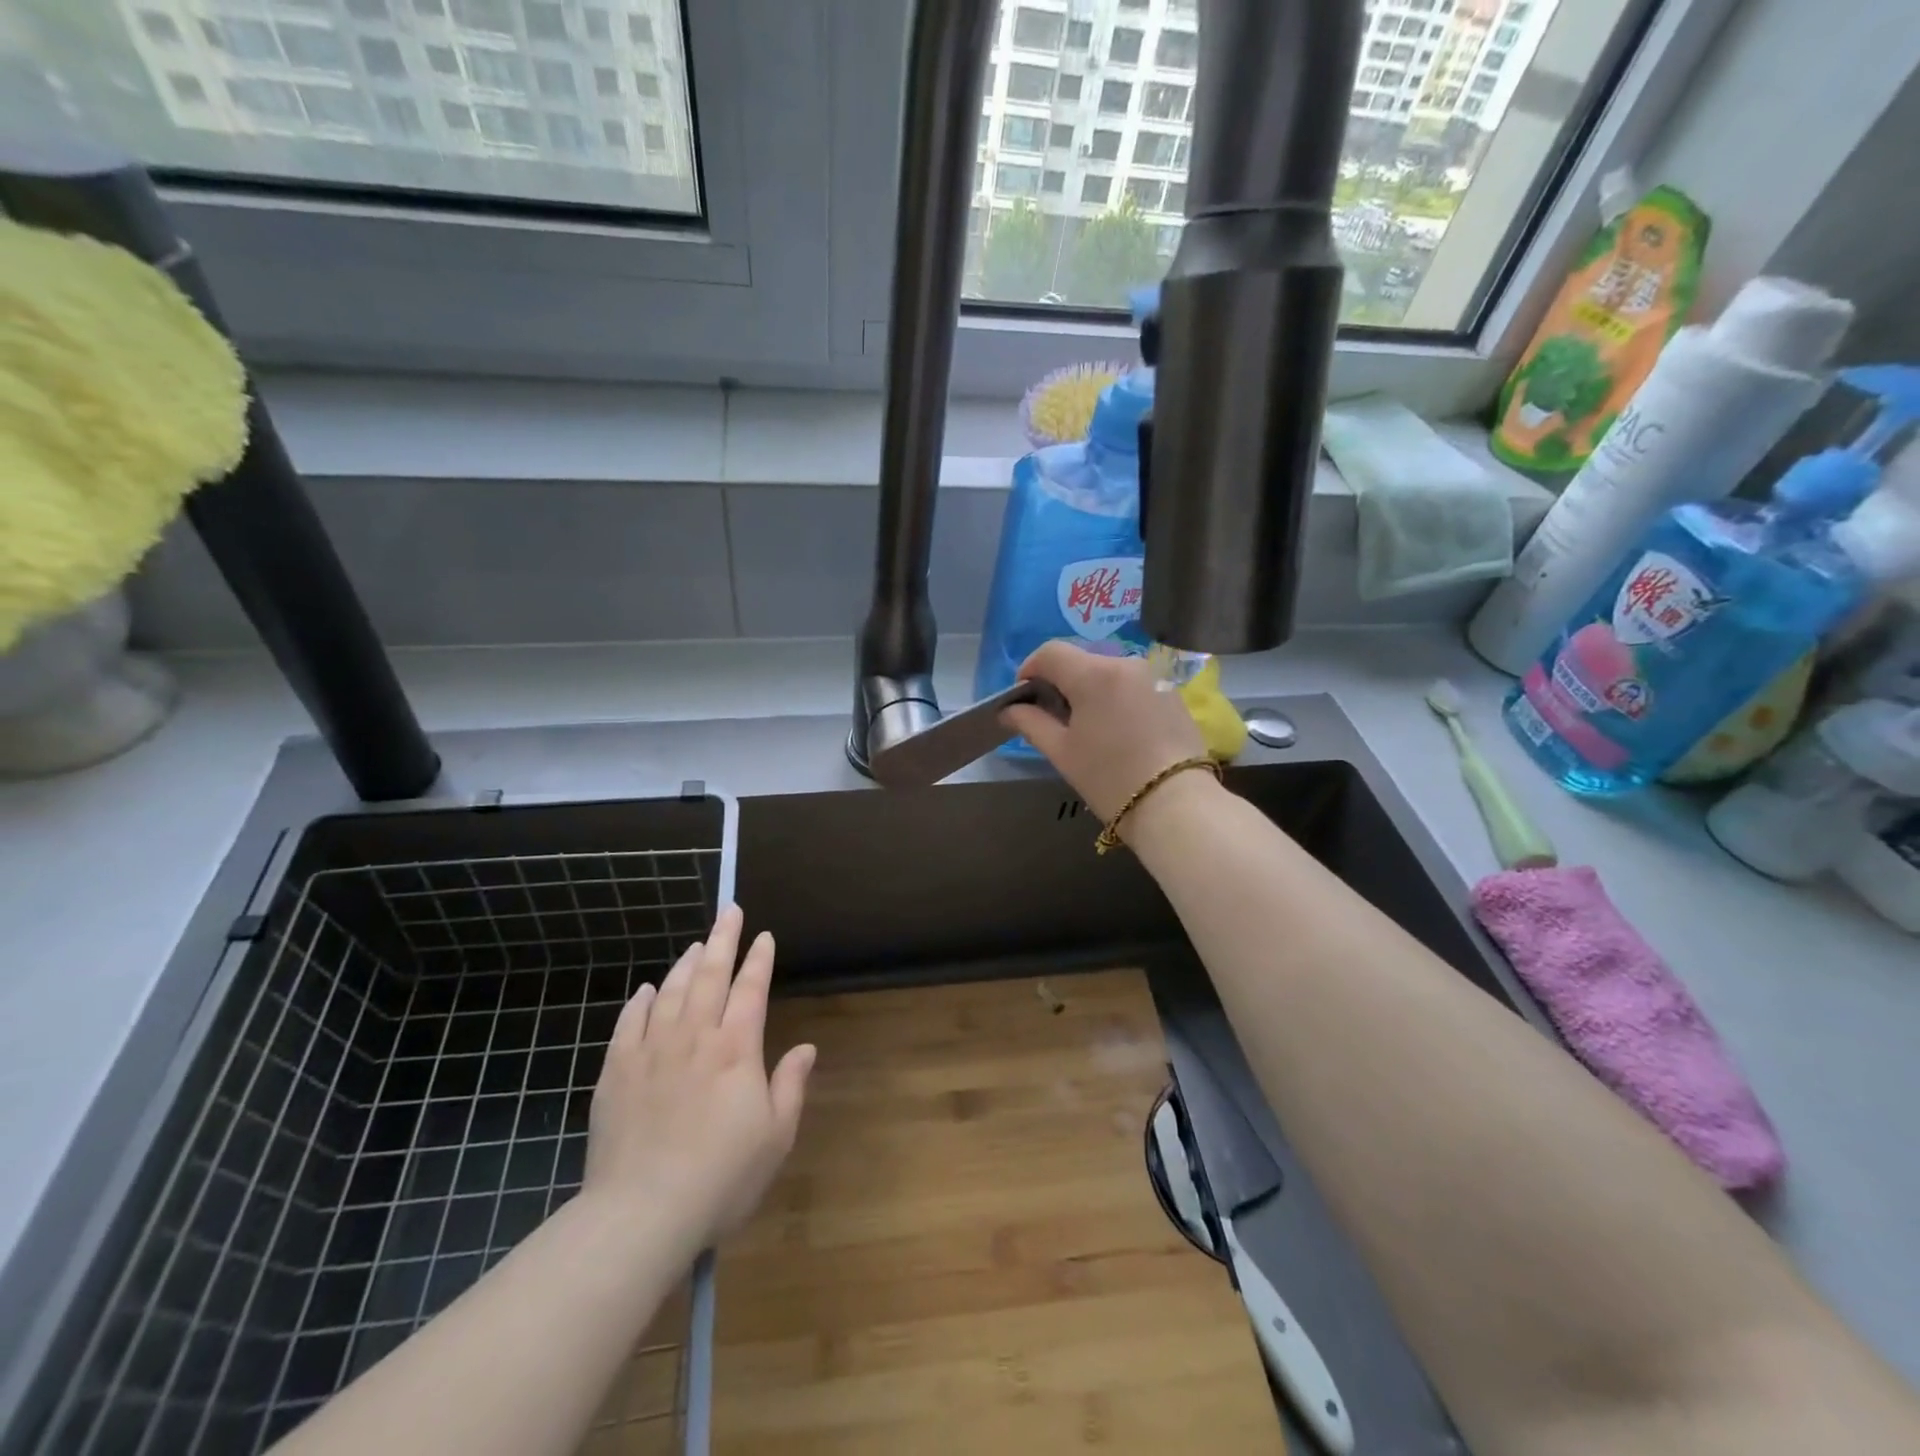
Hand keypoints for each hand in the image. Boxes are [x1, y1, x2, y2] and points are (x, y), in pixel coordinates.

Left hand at [583, 905, 814, 1253]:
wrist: (641, 1214)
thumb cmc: (721, 1177)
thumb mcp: (775, 1137)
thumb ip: (791, 1085)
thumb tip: (806, 1047)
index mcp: (736, 1049)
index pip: (751, 990)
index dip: (759, 960)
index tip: (764, 936)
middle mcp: (695, 1037)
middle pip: (710, 975)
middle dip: (723, 940)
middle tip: (730, 911)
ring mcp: (651, 1051)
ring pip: (670, 992)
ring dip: (685, 964)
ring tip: (696, 944)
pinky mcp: (615, 1072)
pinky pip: (629, 1023)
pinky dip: (641, 1001)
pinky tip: (647, 990)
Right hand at [1001, 641, 1206, 822]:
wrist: (1176, 805)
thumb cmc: (1109, 778)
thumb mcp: (1061, 752)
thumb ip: (1031, 723)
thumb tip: (1009, 709)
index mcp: (1094, 674)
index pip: (1050, 652)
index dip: (1030, 669)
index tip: (1023, 698)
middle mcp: (1125, 663)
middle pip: (1080, 660)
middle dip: (1060, 682)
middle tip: (1052, 717)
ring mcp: (1153, 677)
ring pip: (1108, 672)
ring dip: (1089, 689)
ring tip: (1086, 727)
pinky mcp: (1172, 694)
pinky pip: (1132, 685)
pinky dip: (1116, 698)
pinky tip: (1117, 731)